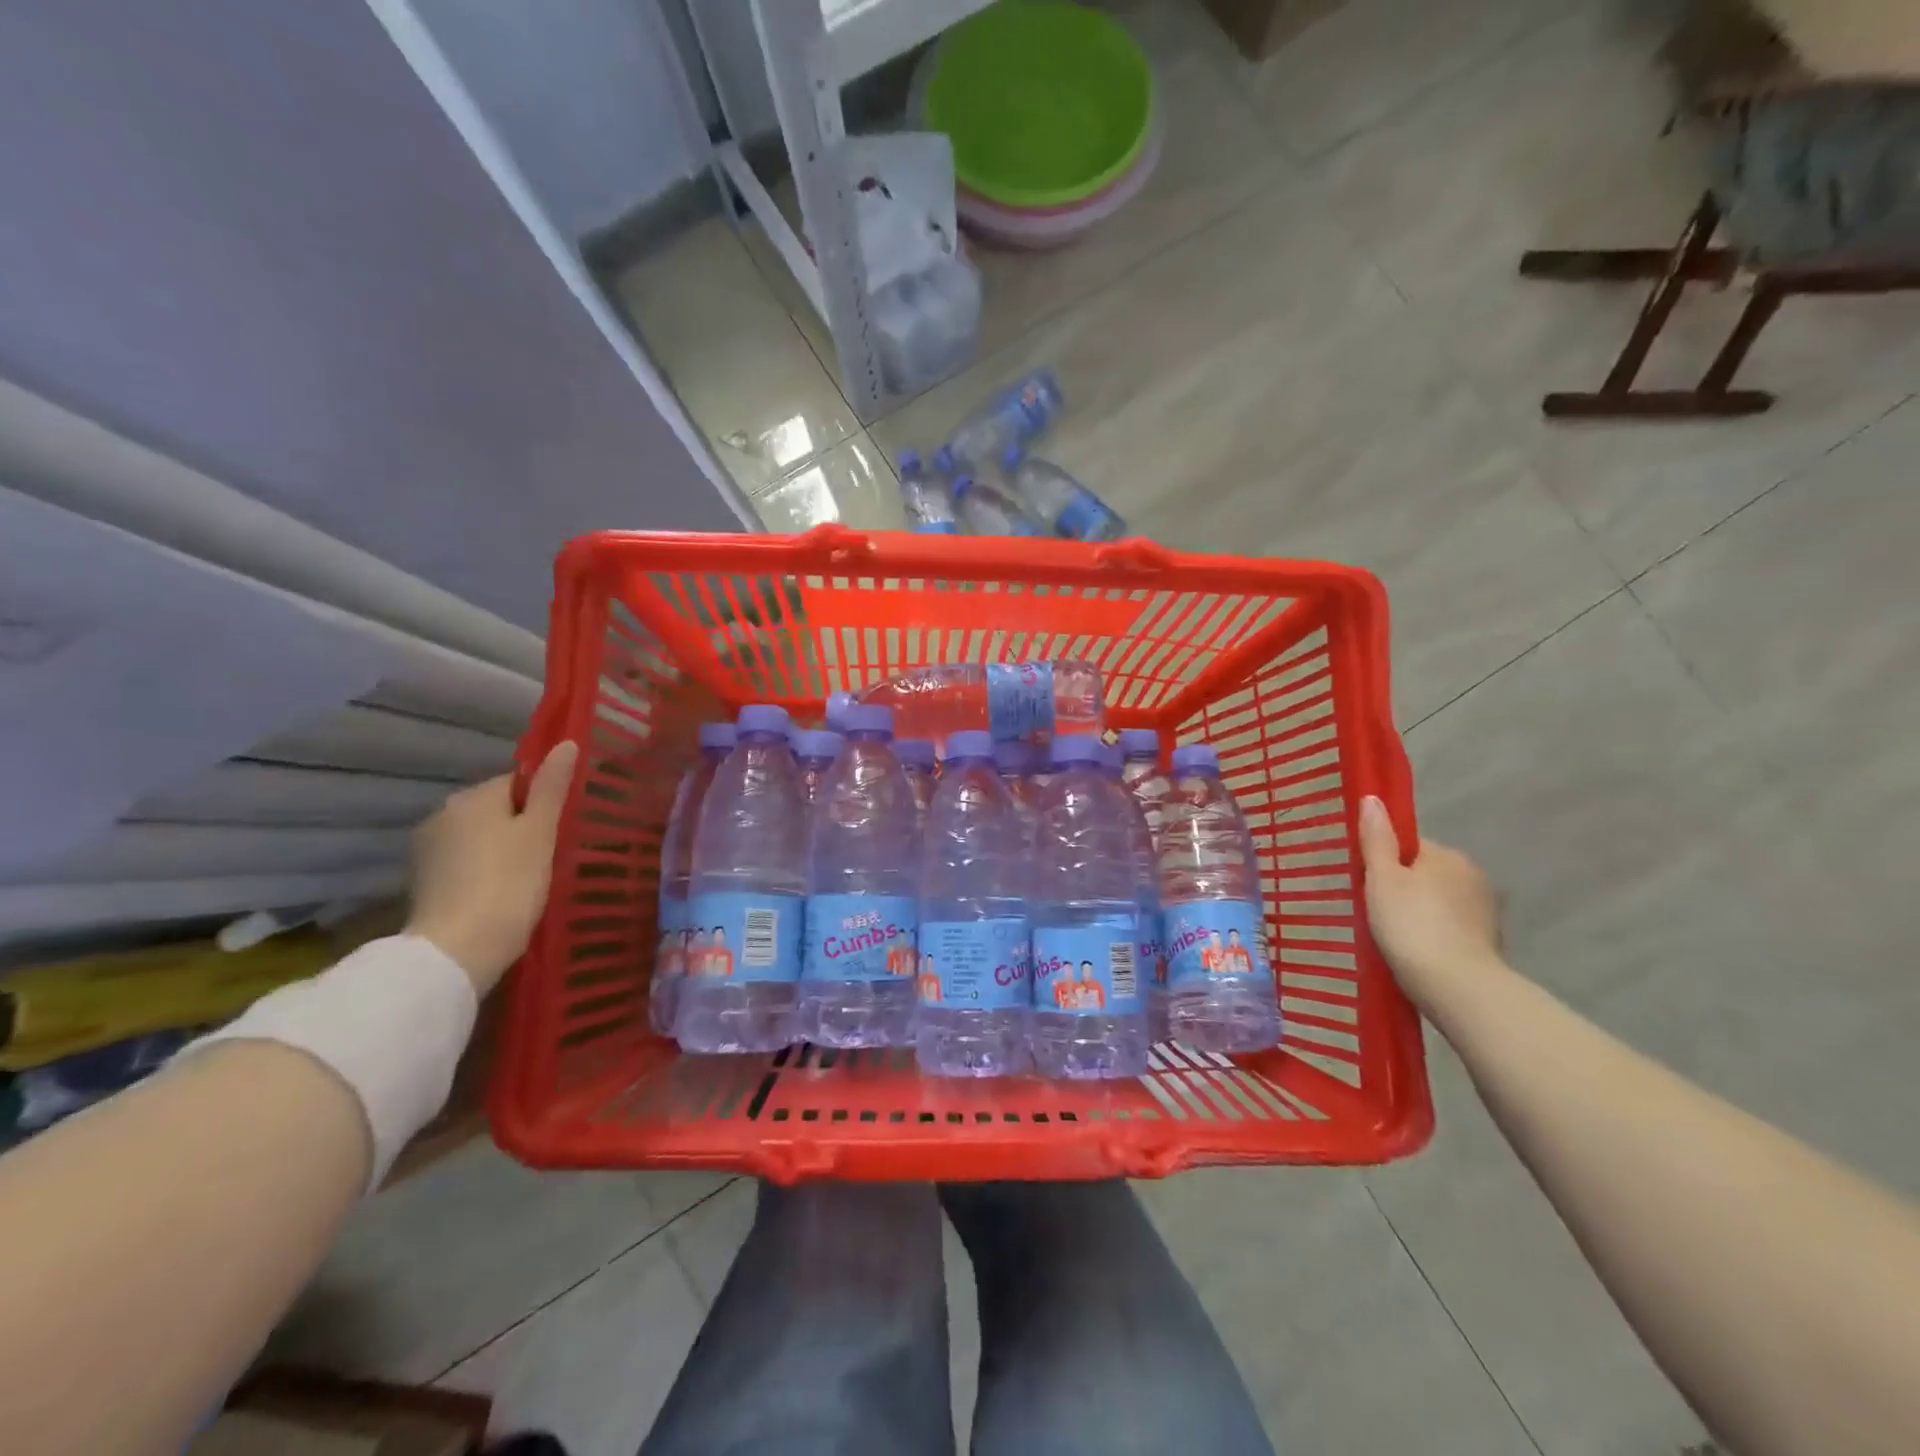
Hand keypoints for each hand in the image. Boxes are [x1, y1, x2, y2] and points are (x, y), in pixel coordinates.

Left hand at [405, 741, 577, 993]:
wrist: (458, 951)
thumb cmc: (509, 883)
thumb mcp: (540, 832)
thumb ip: (552, 787)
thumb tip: (567, 743)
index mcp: (472, 797)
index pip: (517, 783)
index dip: (544, 802)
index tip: (563, 829)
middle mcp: (442, 814)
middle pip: (496, 809)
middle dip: (522, 826)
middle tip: (553, 854)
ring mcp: (427, 850)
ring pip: (480, 838)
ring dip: (502, 850)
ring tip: (530, 878)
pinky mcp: (423, 883)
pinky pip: (465, 864)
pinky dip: (484, 872)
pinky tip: (502, 894)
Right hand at [1357, 795, 1502, 1010]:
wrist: (1457, 988)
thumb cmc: (1411, 925)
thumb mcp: (1382, 878)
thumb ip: (1376, 840)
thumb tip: (1372, 799)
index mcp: (1447, 855)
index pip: (1408, 845)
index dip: (1382, 860)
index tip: (1364, 882)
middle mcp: (1472, 877)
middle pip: (1424, 873)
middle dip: (1401, 887)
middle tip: (1371, 911)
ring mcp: (1484, 912)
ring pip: (1437, 902)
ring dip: (1418, 913)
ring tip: (1390, 937)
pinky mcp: (1487, 944)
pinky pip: (1448, 929)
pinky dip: (1432, 936)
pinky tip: (1414, 953)